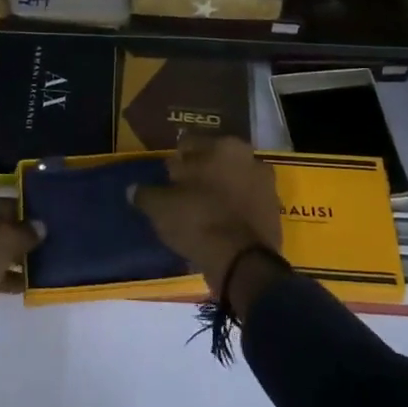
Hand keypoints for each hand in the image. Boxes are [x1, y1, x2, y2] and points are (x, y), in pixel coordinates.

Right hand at [130, 135, 283, 301]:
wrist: (243, 262)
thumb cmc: (198, 220)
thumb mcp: (160, 208)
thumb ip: (146, 194)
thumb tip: (133, 190)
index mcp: (222, 146)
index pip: (190, 144)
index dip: (176, 160)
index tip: (167, 176)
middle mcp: (248, 157)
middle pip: (215, 161)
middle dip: (200, 173)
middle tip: (182, 193)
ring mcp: (265, 184)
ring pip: (232, 182)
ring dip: (219, 191)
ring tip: (199, 211)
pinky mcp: (274, 211)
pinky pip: (245, 204)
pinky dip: (233, 210)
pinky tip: (217, 224)